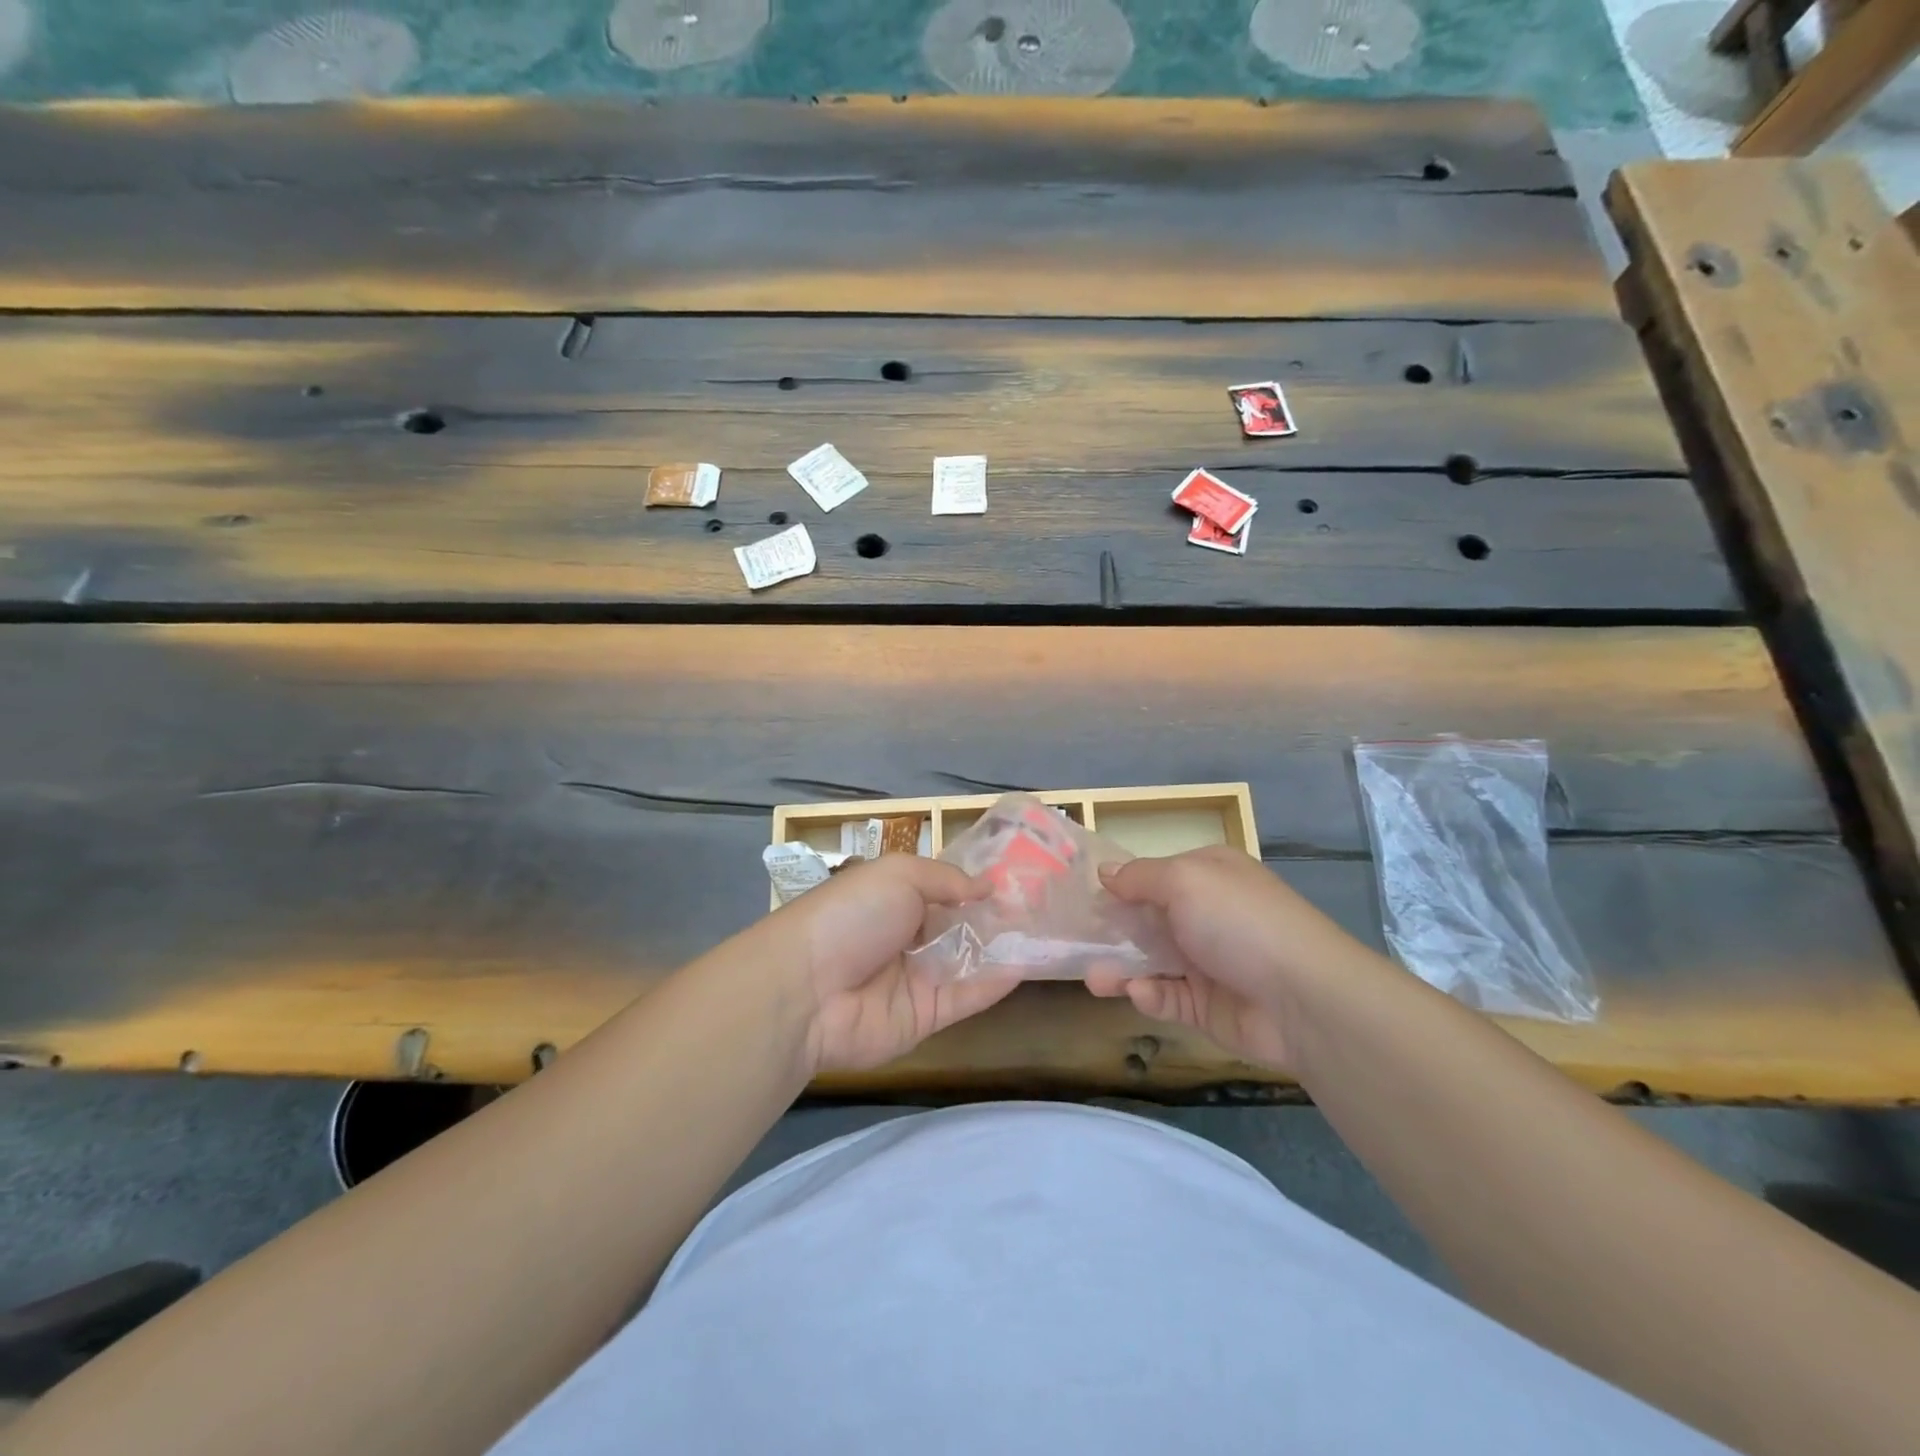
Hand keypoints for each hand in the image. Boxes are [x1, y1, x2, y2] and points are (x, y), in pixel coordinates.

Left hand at [772, 854, 1020, 1075]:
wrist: (809, 989)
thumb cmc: (852, 915)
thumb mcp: (899, 875)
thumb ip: (947, 879)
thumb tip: (988, 886)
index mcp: (894, 899)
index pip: (943, 890)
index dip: (977, 886)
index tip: (1018, 880)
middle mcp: (907, 937)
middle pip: (959, 927)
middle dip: (995, 918)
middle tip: (1043, 908)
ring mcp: (916, 979)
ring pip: (967, 962)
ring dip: (1001, 948)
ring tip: (1045, 934)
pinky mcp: (925, 1017)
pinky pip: (966, 997)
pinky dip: (994, 983)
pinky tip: (1025, 965)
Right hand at [1086, 846, 1373, 1069]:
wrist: (1303, 998)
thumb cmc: (1238, 922)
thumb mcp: (1184, 880)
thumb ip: (1139, 877)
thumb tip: (1105, 872)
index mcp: (1208, 875)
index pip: (1154, 875)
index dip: (1120, 886)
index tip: (1083, 898)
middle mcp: (1208, 914)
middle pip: (1147, 920)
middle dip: (1113, 931)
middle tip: (1076, 943)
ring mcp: (1208, 962)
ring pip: (1151, 962)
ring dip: (1120, 968)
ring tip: (1093, 979)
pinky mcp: (1207, 1006)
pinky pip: (1167, 997)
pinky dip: (1149, 996)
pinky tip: (1139, 994)